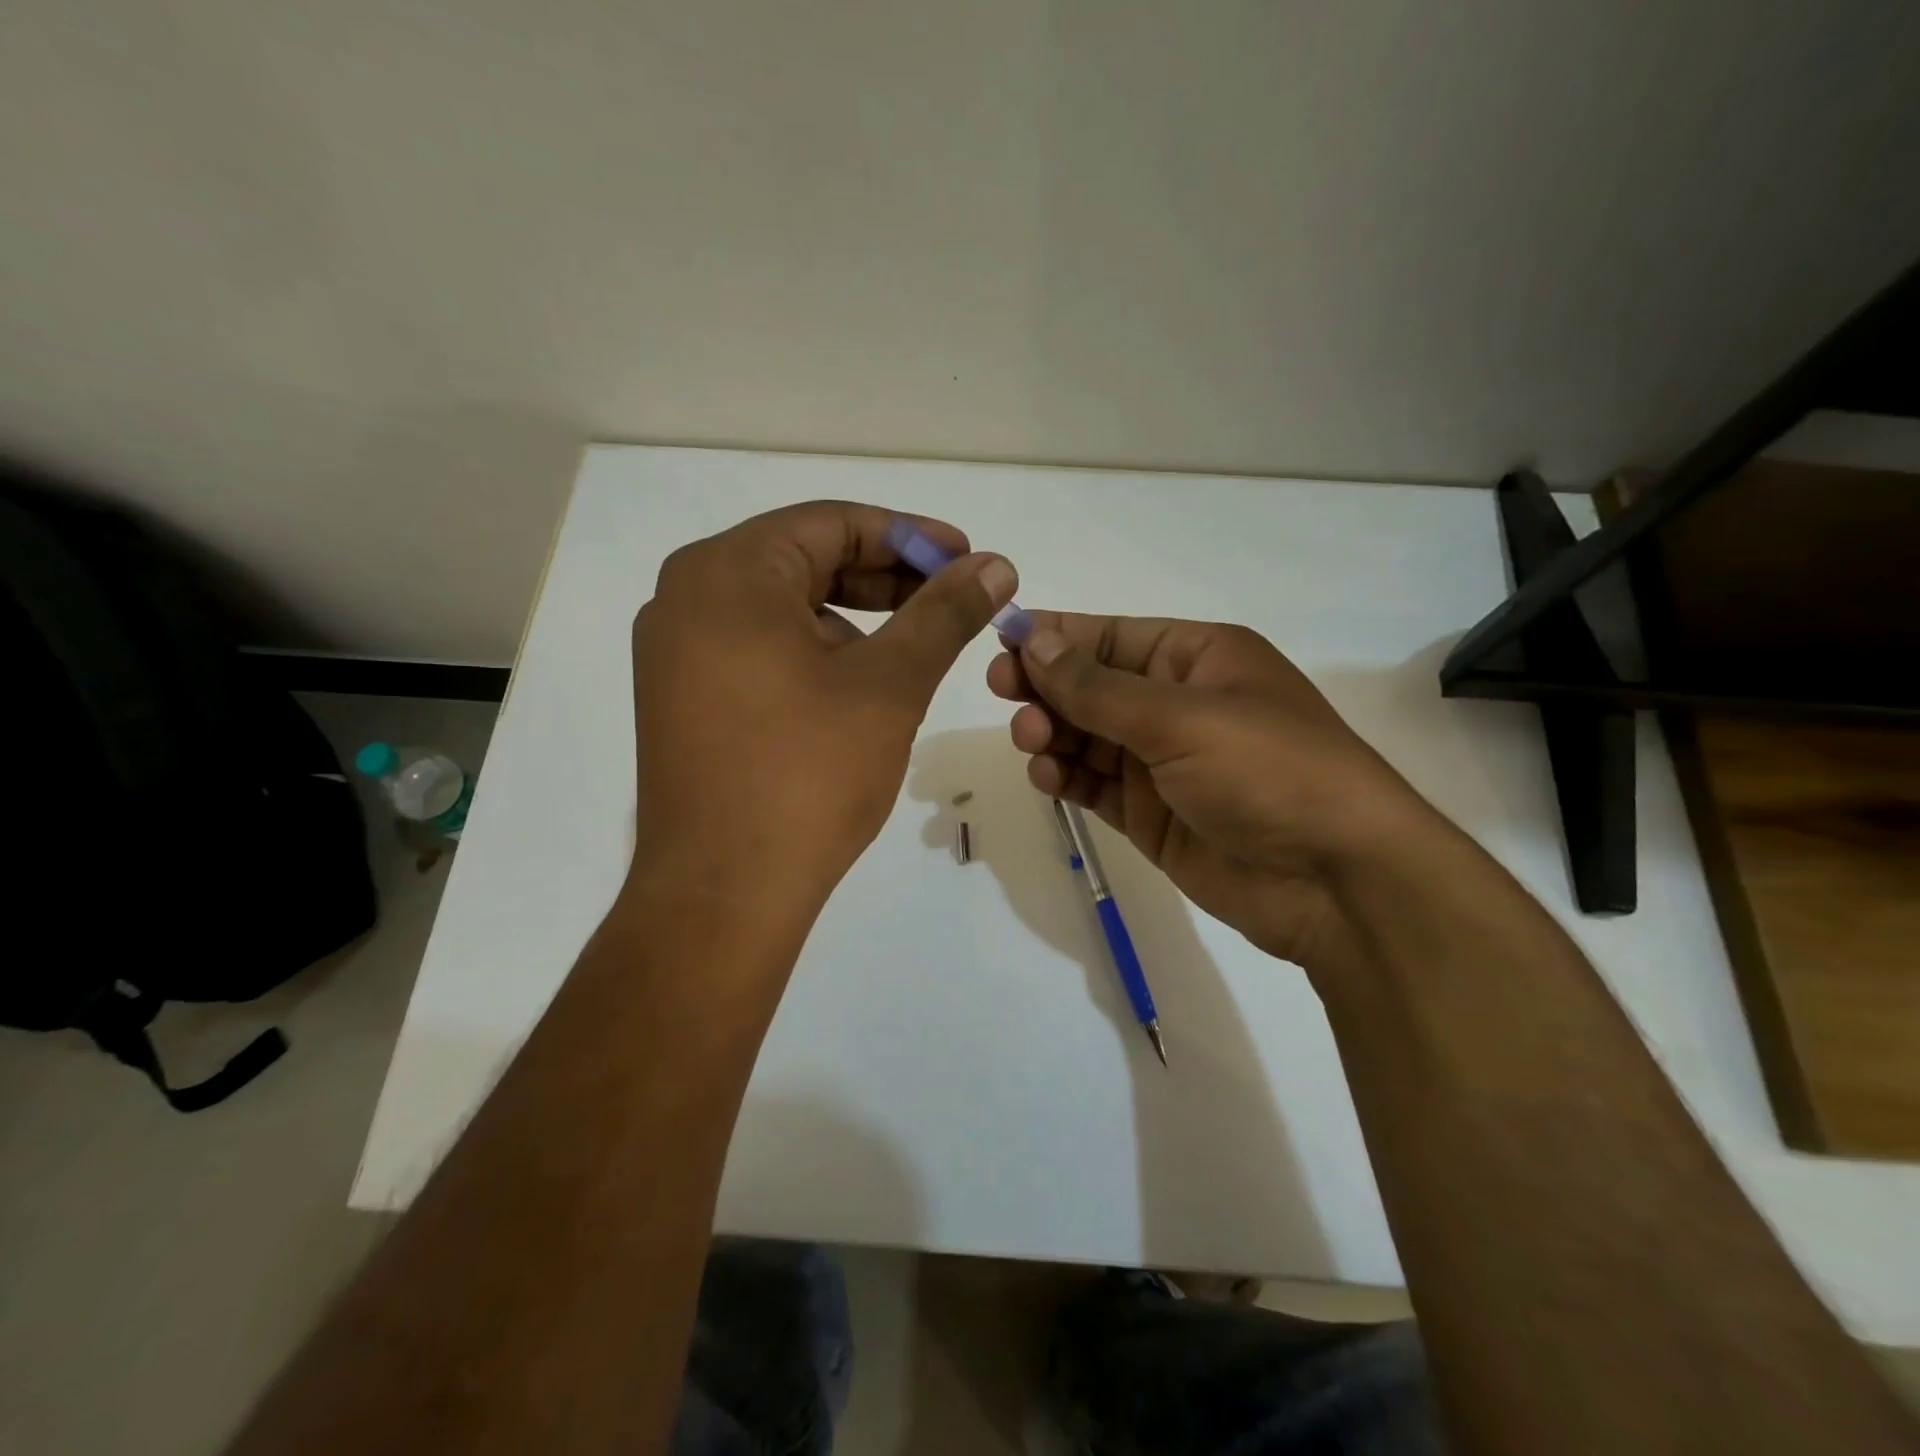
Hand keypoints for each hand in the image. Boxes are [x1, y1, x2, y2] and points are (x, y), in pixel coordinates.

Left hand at [632, 501, 1015, 906]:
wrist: (724, 894)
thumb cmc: (808, 775)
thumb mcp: (890, 684)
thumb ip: (944, 614)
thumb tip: (996, 566)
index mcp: (727, 573)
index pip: (832, 524)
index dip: (910, 537)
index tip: (967, 561)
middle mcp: (687, 596)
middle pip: (804, 561)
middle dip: (885, 578)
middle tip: (950, 601)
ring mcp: (676, 651)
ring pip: (783, 608)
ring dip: (854, 618)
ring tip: (912, 649)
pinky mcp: (682, 698)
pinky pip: (758, 648)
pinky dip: (814, 652)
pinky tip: (858, 687)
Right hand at [987, 614, 1442, 971]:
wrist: (1336, 881)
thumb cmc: (1268, 772)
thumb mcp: (1181, 718)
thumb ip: (1098, 687)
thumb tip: (1034, 641)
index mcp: (1198, 658)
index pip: (1112, 637)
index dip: (1056, 636)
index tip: (1002, 642)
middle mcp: (1178, 703)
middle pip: (1093, 685)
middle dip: (1048, 686)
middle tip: (1003, 691)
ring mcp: (1163, 762)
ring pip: (1088, 736)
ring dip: (1053, 732)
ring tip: (1031, 739)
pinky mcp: (1152, 813)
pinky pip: (1095, 784)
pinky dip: (1067, 777)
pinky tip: (1047, 775)